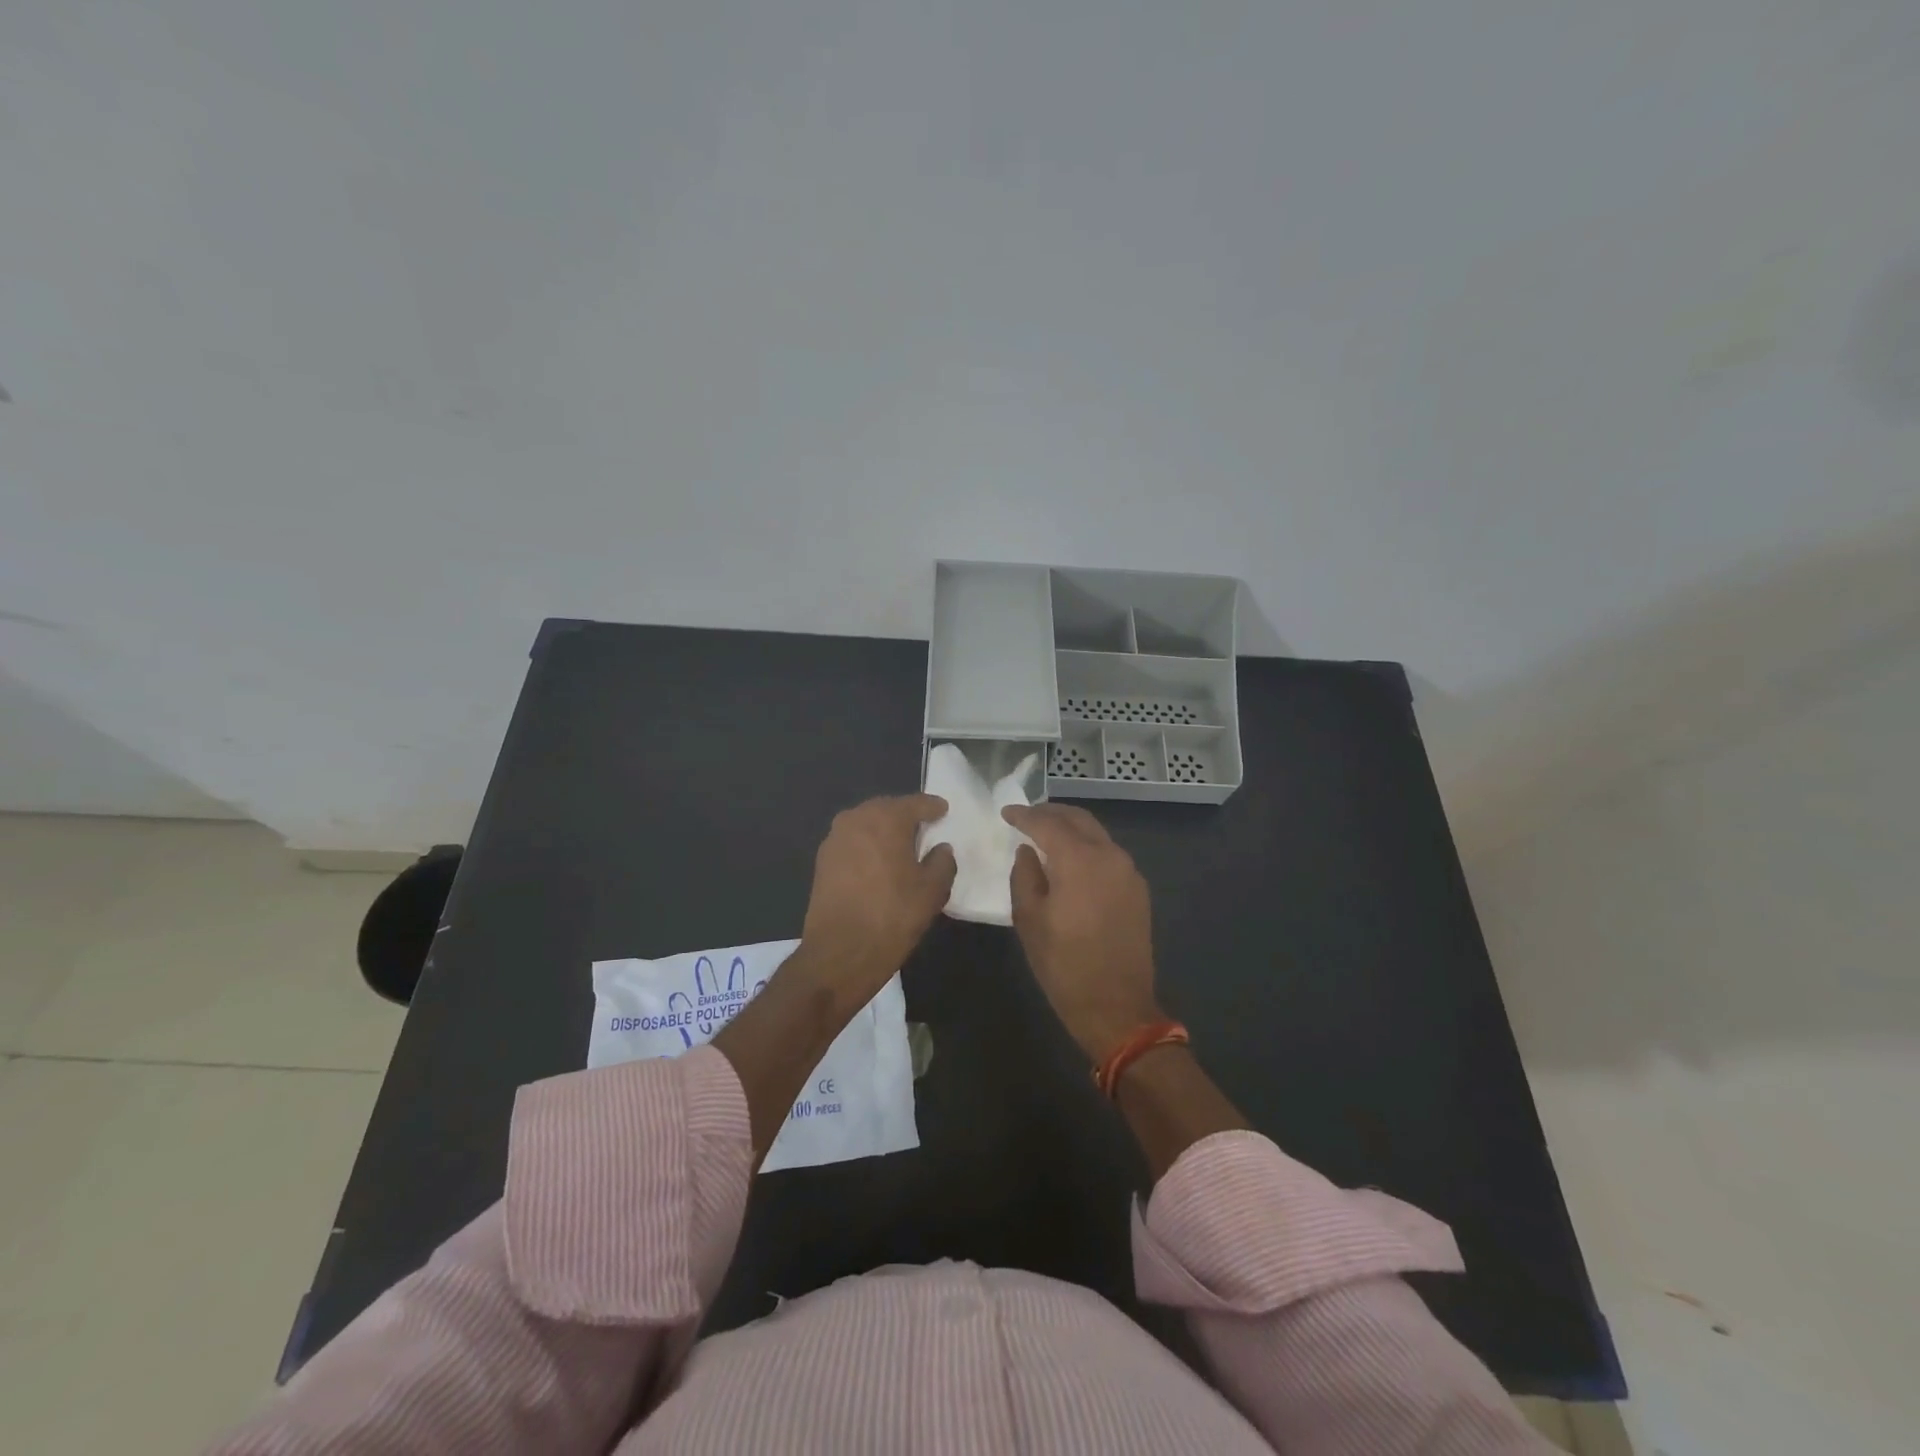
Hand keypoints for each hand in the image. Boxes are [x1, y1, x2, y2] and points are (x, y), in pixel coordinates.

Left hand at [798, 794, 955, 1007]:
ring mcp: (835, 839)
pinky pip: (852, 843)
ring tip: (901, 846)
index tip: (944, 810)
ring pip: (866, 824)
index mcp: (886, 818)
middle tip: (923, 827)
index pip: (915, 803)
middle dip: (905, 815)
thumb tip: (941, 848)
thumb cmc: (892, 915)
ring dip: (883, 830)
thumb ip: (943, 862)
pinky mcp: (822, 861)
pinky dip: (867, 847)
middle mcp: (856, 819)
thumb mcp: (932, 890)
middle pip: (887, 809)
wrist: (840, 953)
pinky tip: (878, 863)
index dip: (932, 807)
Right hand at [1002, 804, 1162, 1062]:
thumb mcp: (1029, 920)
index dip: (1024, 815)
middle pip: (1078, 819)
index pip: (1047, 823)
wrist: (1116, 1006)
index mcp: (1079, 860)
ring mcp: (1128, 871)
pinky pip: (1108, 853)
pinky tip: (1071, 859)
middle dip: (1051, 813)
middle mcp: (1109, 855)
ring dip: (1071, 828)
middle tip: (1026, 817)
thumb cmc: (1063, 964)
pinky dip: (1087, 846)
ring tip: (1046, 834)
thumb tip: (1027, 851)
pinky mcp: (1137, 888)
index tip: (1006, 813)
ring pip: (1096, 833)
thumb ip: (1024, 876)